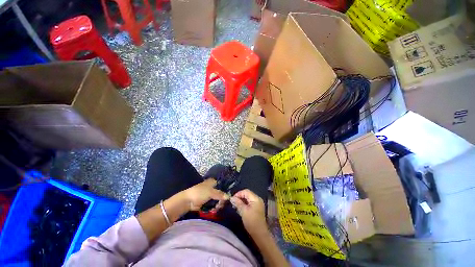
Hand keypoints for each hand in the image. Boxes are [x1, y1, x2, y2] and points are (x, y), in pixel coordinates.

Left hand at [182, 178, 228, 210]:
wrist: (187, 201)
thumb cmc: (199, 193)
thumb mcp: (211, 192)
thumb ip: (220, 194)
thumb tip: (228, 197)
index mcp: (213, 182)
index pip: (222, 184)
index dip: (226, 190)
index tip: (228, 196)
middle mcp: (212, 187)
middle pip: (221, 193)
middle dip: (221, 200)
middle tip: (221, 205)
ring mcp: (209, 195)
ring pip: (218, 199)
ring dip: (218, 204)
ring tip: (216, 208)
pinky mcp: (207, 202)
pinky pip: (214, 204)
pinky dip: (214, 207)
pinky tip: (214, 210)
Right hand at [230, 189, 267, 235]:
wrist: (260, 234)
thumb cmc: (251, 222)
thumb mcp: (243, 211)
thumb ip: (238, 203)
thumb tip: (231, 198)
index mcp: (256, 198)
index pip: (246, 191)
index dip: (238, 194)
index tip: (232, 198)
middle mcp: (258, 199)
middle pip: (247, 194)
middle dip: (240, 197)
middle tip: (233, 201)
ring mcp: (258, 203)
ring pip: (248, 198)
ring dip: (241, 200)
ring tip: (235, 204)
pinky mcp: (257, 208)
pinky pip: (249, 202)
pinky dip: (244, 203)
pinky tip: (240, 207)